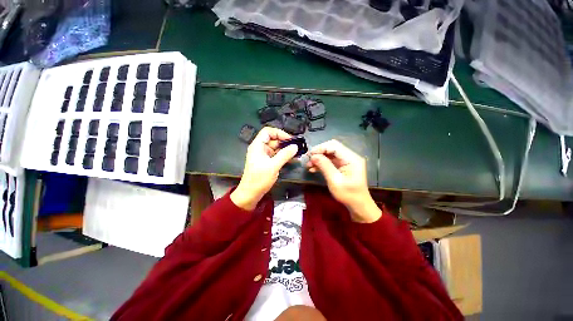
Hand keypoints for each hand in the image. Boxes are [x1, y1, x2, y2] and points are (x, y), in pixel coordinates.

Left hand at [231, 127, 297, 210]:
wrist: (250, 194)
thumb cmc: (259, 179)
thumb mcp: (273, 166)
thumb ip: (285, 155)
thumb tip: (295, 146)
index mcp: (258, 146)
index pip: (268, 132)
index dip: (279, 133)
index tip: (289, 139)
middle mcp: (260, 148)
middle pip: (273, 140)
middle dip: (285, 143)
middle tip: (296, 147)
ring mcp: (263, 155)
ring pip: (276, 148)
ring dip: (286, 150)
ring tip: (297, 153)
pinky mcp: (266, 162)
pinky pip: (276, 155)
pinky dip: (283, 156)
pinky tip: (292, 159)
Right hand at [307, 140, 380, 222]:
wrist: (358, 205)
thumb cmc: (348, 195)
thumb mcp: (335, 181)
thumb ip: (324, 166)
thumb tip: (313, 156)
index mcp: (351, 159)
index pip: (334, 146)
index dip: (320, 148)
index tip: (309, 155)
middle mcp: (350, 156)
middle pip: (332, 148)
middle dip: (319, 152)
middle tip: (308, 160)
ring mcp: (347, 161)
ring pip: (330, 154)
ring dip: (319, 158)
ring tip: (309, 165)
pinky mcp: (343, 166)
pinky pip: (331, 160)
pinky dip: (322, 163)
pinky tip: (314, 168)